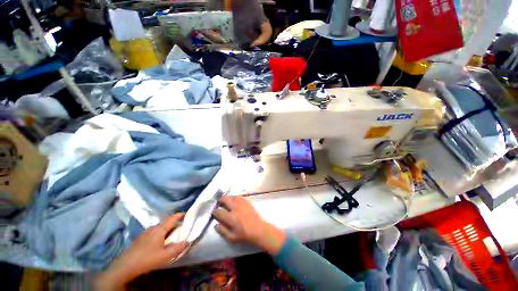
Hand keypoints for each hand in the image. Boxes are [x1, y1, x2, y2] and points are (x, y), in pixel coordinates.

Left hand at [95, 213, 187, 289]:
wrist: (124, 266)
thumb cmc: (147, 259)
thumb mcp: (165, 256)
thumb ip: (178, 248)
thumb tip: (188, 241)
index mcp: (160, 229)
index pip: (173, 218)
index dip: (181, 215)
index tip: (188, 214)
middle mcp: (153, 228)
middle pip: (166, 222)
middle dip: (175, 223)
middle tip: (182, 228)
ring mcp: (145, 232)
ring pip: (160, 227)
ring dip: (167, 229)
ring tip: (172, 235)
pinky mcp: (140, 238)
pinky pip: (154, 231)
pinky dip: (161, 233)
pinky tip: (160, 242)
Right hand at [213, 196, 285, 255]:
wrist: (258, 229)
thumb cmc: (244, 235)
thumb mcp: (231, 237)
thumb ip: (222, 231)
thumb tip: (215, 224)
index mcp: (231, 217)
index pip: (219, 211)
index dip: (214, 212)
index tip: (214, 213)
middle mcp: (235, 208)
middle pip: (225, 199)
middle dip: (220, 200)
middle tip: (219, 203)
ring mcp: (242, 203)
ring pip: (232, 196)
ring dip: (227, 198)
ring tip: (225, 201)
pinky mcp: (247, 201)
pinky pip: (238, 196)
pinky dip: (234, 197)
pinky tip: (234, 200)